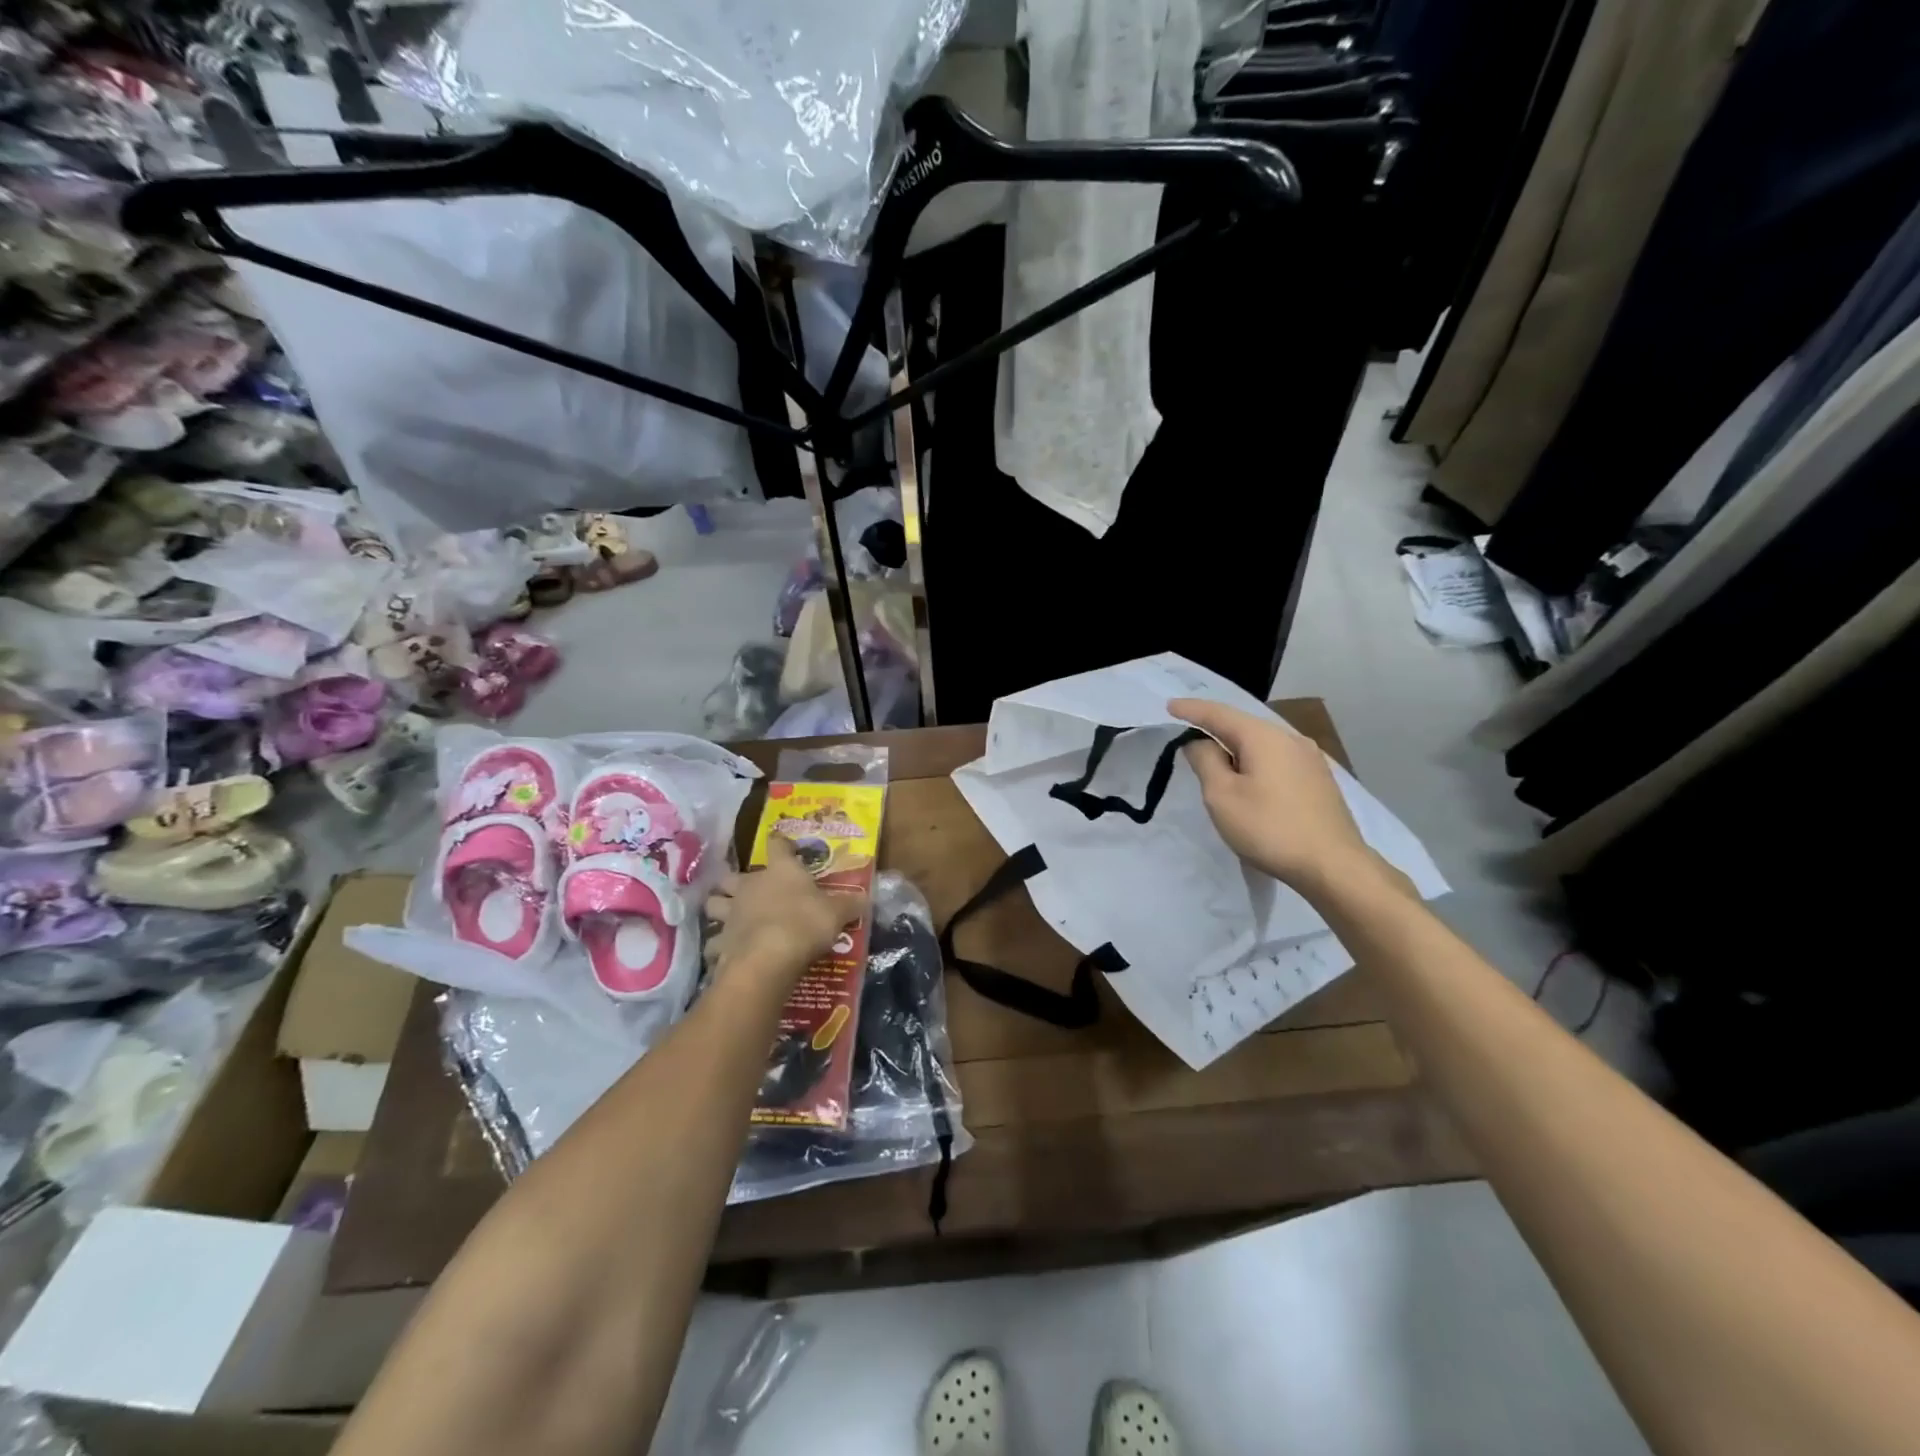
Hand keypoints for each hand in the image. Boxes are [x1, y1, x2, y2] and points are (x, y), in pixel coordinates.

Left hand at [704, 835, 863, 983]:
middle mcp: (749, 885)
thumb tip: (866, 898)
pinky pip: (713, 942)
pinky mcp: (720, 942)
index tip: (784, 845)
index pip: (776, 845)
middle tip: (746, 890)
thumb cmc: (805, 923)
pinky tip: (727, 953)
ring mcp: (730, 913)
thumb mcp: (838, 912)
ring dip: (719, 908)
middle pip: (730, 875)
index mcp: (780, 871)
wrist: (769, 959)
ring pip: (713, 904)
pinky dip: (718, 947)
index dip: (780, 844)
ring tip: (729, 918)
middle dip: (734, 881)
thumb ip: (850, 904)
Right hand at [1171, 697, 1385, 897]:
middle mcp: (1290, 739)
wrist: (1334, 866)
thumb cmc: (1269, 828)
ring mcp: (1310, 759)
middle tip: (1189, 736)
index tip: (1169, 706)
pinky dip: (1256, 762)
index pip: (1219, 714)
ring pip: (1262, 744)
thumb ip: (1205, 761)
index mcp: (1264, 737)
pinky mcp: (1319, 780)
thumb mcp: (1222, 796)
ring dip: (1236, 749)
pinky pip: (1277, 759)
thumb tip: (1199, 742)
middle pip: (1243, 726)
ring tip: (1216, 763)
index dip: (1191, 709)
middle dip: (1215, 729)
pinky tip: (1250, 779)